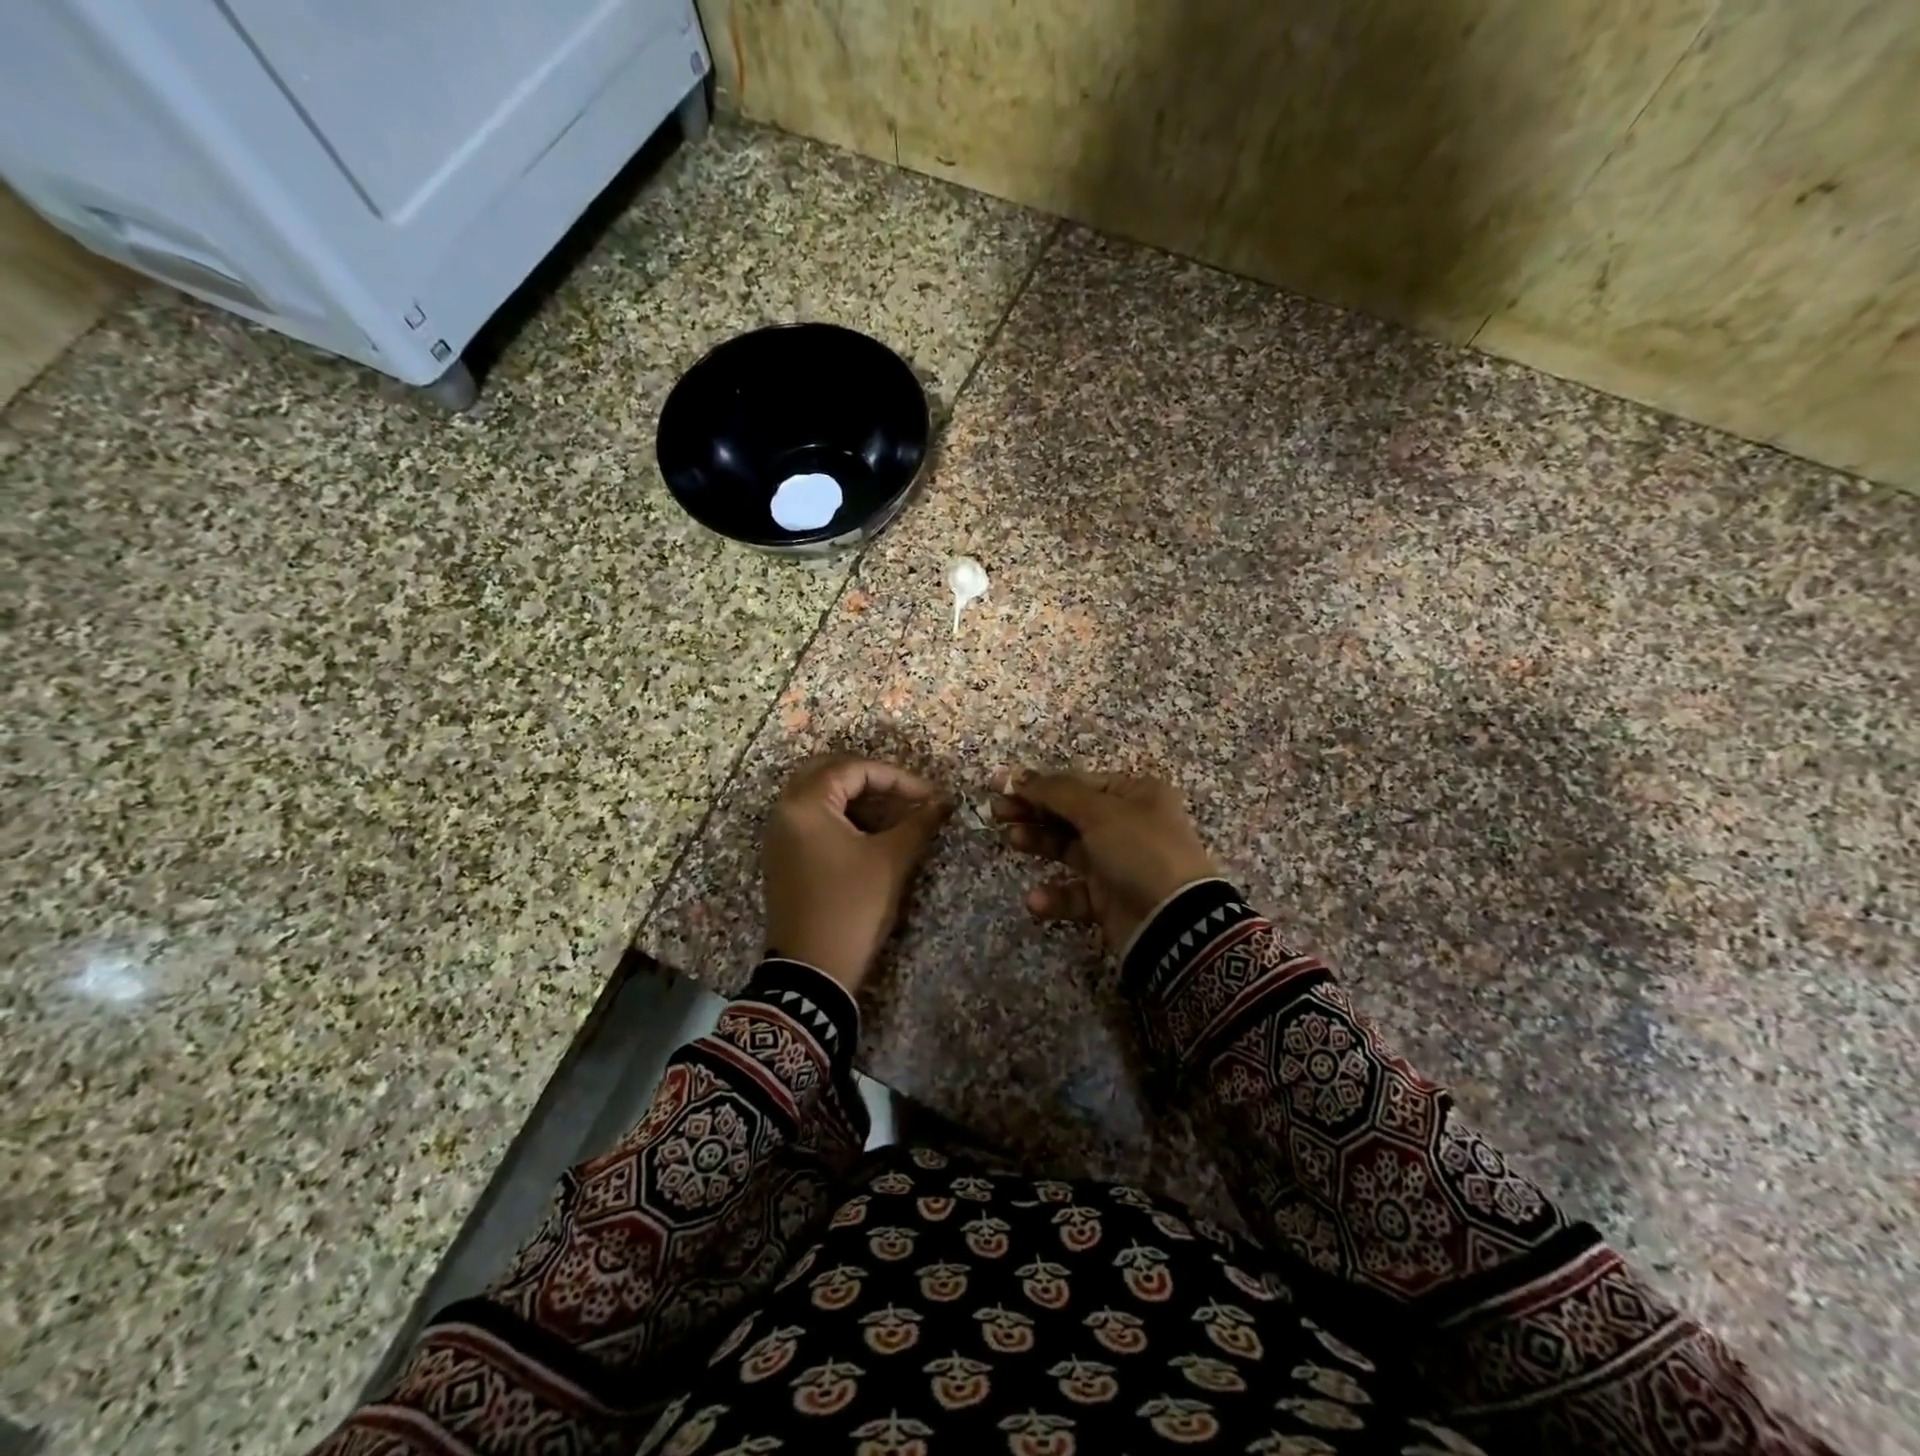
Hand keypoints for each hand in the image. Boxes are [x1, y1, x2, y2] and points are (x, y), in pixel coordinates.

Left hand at [763, 756, 954, 992]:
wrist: (812, 972)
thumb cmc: (852, 907)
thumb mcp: (891, 861)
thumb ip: (919, 822)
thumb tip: (945, 801)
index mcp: (805, 804)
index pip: (854, 769)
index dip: (898, 778)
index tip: (930, 796)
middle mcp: (785, 812)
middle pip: (830, 773)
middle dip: (873, 781)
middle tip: (908, 796)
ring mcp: (780, 836)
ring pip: (821, 796)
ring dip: (859, 799)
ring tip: (897, 815)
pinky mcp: (784, 857)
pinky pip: (813, 820)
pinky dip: (843, 818)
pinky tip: (873, 834)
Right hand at [992, 768, 1217, 953]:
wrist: (1174, 922)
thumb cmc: (1139, 851)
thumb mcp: (1099, 812)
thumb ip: (1055, 792)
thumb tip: (1018, 776)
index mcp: (1135, 794)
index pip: (1078, 783)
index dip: (1039, 784)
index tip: (1001, 787)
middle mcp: (1128, 824)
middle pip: (1070, 813)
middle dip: (1033, 811)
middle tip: (996, 811)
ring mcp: (1119, 863)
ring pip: (1069, 848)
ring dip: (1039, 843)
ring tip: (1011, 840)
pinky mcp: (1110, 899)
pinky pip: (1075, 891)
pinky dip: (1055, 894)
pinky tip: (1036, 899)